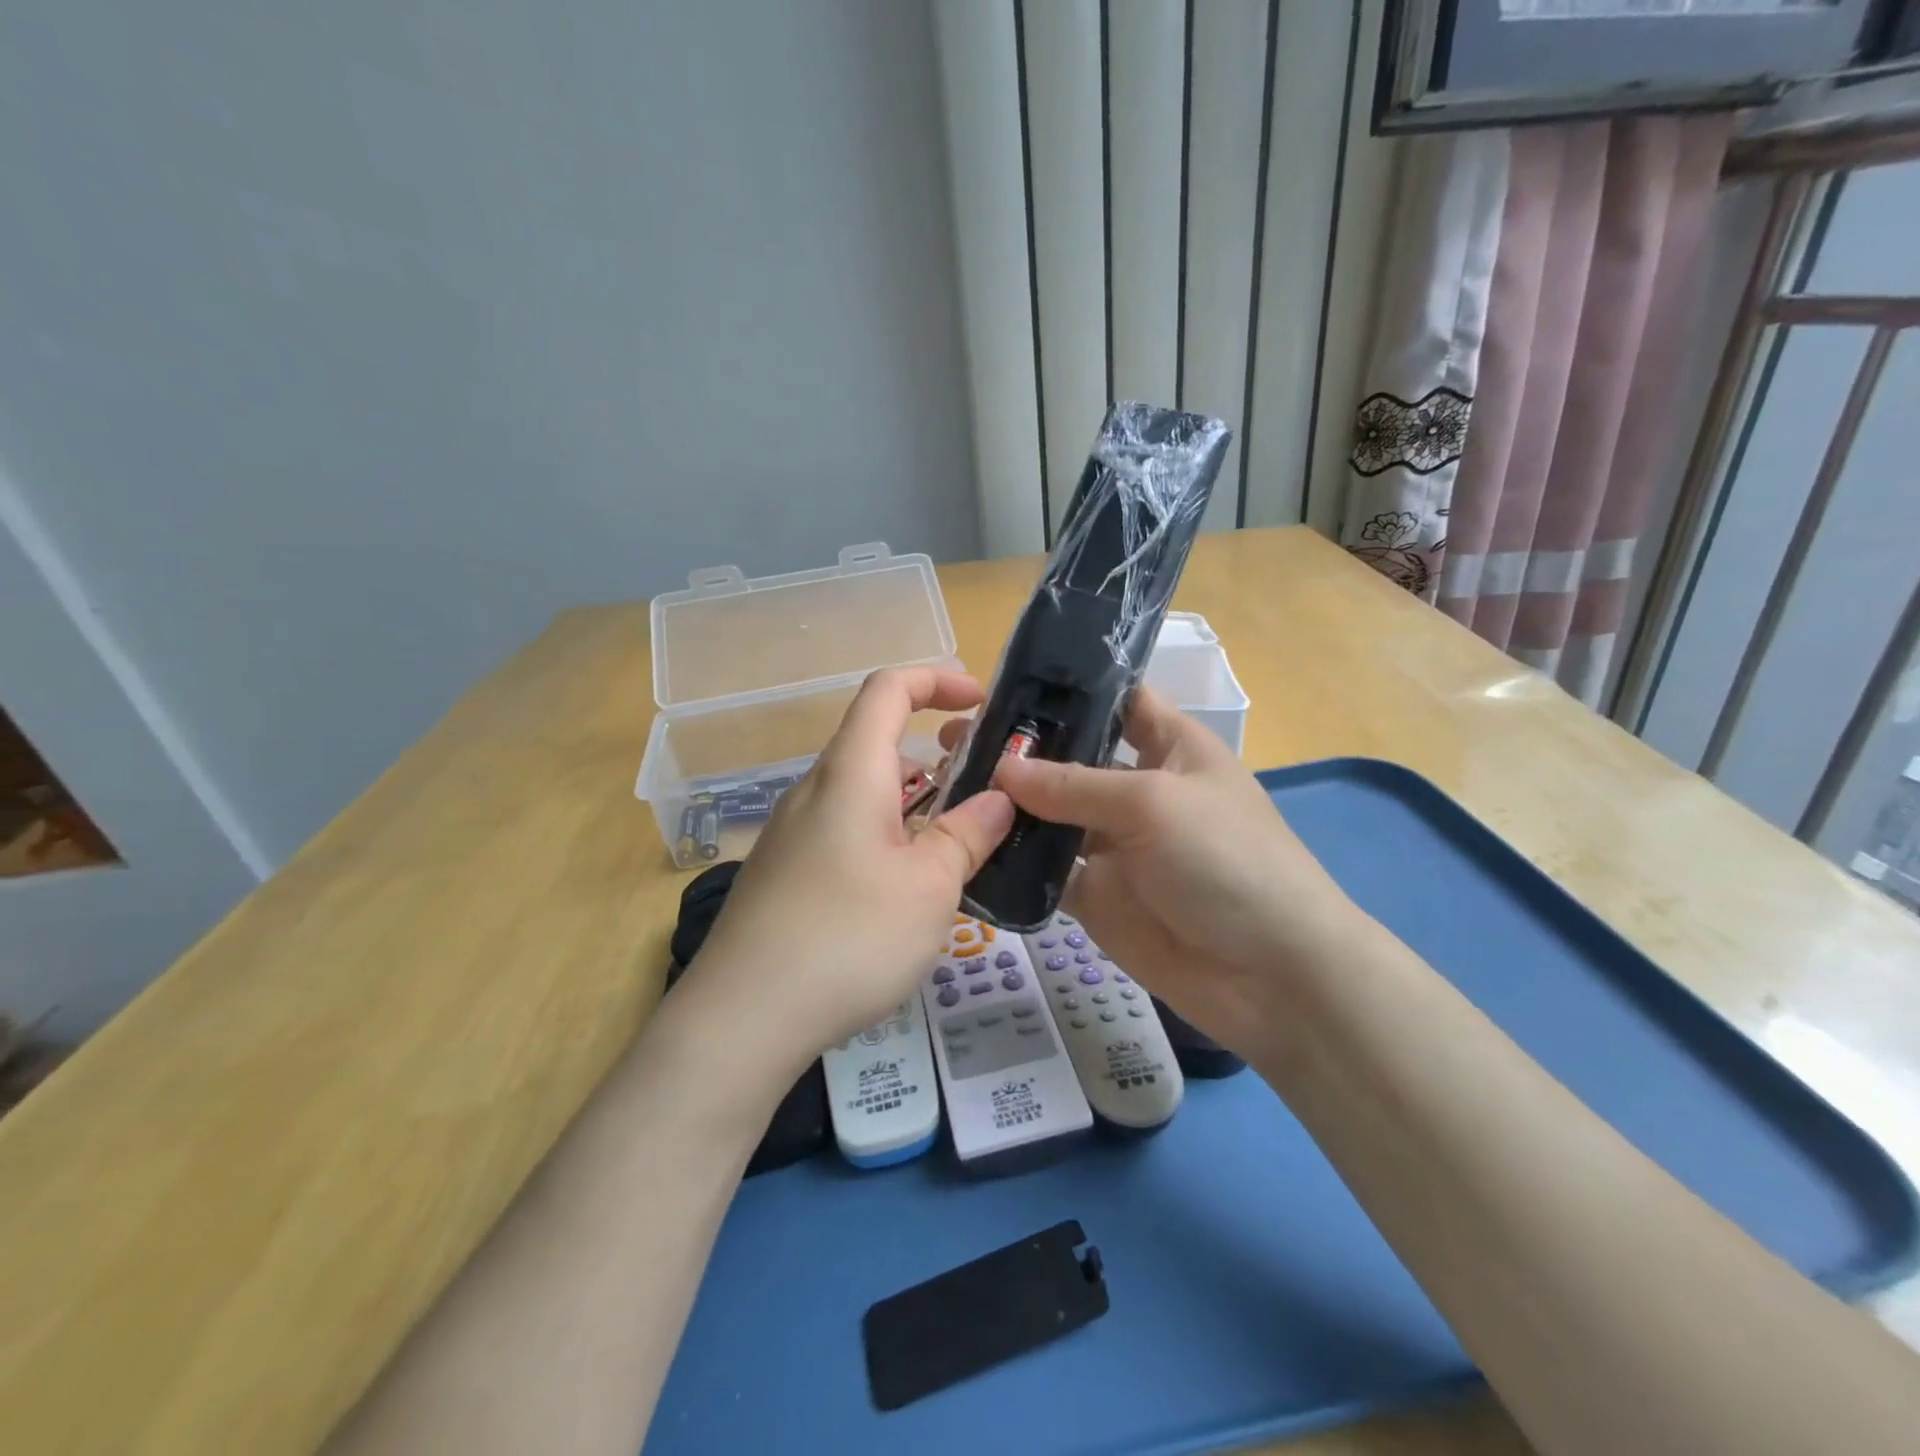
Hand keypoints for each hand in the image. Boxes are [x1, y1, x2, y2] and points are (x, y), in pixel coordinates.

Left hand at [689, 667, 1014, 1071]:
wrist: (743, 1016)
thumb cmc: (849, 937)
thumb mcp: (930, 887)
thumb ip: (967, 835)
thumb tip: (997, 801)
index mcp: (851, 773)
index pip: (888, 689)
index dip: (936, 678)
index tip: (981, 699)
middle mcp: (816, 790)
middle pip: (878, 742)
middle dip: (937, 750)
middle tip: (985, 786)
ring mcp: (794, 833)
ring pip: (864, 792)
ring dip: (915, 800)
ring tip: (958, 843)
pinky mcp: (786, 873)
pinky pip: (846, 831)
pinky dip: (887, 835)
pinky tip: (907, 890)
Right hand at [988, 687, 1365, 1053]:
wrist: (1271, 976)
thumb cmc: (1227, 861)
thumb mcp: (1153, 804)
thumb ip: (1073, 784)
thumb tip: (1001, 768)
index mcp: (1168, 746)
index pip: (1114, 699)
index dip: (1065, 688)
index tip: (1001, 681)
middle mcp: (1137, 787)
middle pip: (1069, 757)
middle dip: (1018, 747)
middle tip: (951, 739)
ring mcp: (1114, 844)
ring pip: (1049, 814)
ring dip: (1005, 803)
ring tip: (944, 783)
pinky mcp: (1097, 895)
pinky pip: (1046, 870)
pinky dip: (1012, 859)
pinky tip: (965, 843)